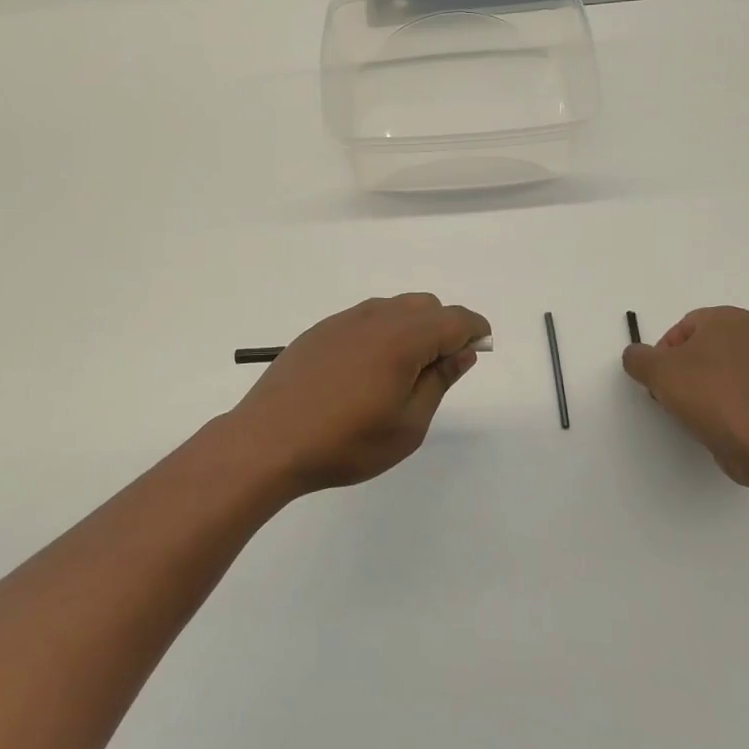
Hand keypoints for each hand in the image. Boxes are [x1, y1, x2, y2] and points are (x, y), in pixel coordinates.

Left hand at [226, 294, 490, 494]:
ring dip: (412, 328)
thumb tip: (462, 352)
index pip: (455, 319)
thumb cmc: (346, 442)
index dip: (474, 330)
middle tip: (441, 370)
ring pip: (394, 309)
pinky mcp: (320, 331)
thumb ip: (439, 381)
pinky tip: (366, 370)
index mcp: (403, 338)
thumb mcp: (407, 424)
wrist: (268, 441)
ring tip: (403, 372)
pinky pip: (365, 319)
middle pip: (426, 306)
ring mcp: (344, 320)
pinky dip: (382, 332)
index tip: (480, 350)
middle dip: (444, 327)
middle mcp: (376, 317)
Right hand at [622, 306, 748, 484]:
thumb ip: (637, 357)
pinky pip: (740, 390)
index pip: (682, 328)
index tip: (658, 378)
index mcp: (728, 318)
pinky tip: (715, 420)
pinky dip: (725, 400)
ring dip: (703, 384)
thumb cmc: (706, 393)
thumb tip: (637, 357)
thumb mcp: (655, 370)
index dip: (663, 353)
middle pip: (703, 347)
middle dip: (683, 368)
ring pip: (722, 369)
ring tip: (692, 410)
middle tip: (671, 393)